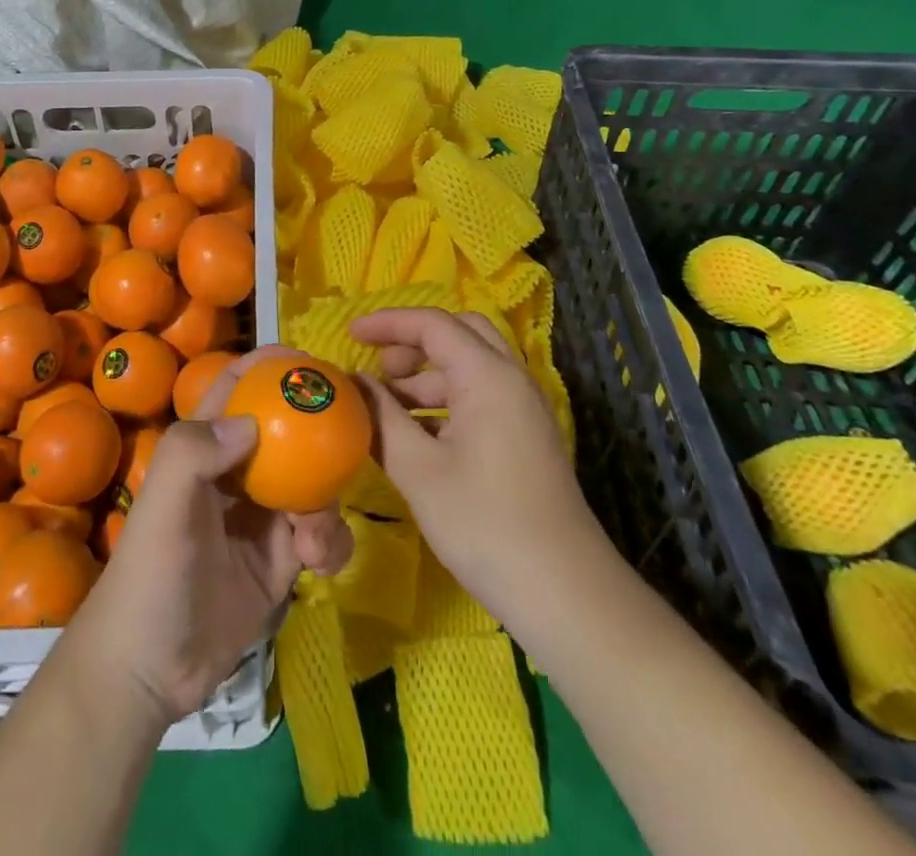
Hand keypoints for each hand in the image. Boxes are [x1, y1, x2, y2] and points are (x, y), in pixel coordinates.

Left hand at [69, 347, 353, 723]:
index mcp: (204, 450)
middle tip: (352, 429)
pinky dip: (330, 541)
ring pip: (312, 483)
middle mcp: (236, 474)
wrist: (151, 672)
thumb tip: (252, 421)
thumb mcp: (163, 506)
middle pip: (286, 432)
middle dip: (318, 428)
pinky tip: (317, 563)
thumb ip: (195, 451)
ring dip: (326, 499)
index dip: (266, 366)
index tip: (308, 359)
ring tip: (312, 533)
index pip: (236, 390)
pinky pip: (321, 534)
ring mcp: (262, 517)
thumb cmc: (151, 577)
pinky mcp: (283, 560)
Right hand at [353, 308, 616, 628]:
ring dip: (427, 375)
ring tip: (386, 408)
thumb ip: (381, 419)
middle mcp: (511, 379)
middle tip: (378, 368)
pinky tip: (417, 435)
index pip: (433, 324)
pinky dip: (445, 401)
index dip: (388, 323)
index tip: (350, 334)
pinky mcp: (526, 437)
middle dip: (413, 342)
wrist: (565, 593)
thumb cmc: (485, 524)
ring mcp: (524, 409)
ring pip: (470, 367)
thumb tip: (354, 385)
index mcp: (488, 376)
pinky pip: (481, 396)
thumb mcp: (419, 471)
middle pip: (459, 333)